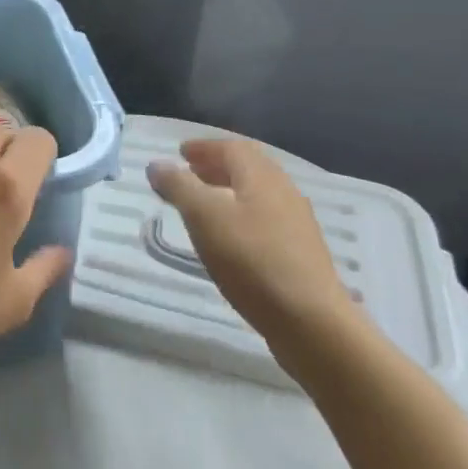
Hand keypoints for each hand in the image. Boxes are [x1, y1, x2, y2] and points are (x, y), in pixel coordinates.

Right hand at [147, 140, 360, 357]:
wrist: (310, 321)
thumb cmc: (252, 260)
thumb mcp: (205, 218)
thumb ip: (179, 186)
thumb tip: (157, 164)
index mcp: (262, 177)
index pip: (232, 147)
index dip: (204, 147)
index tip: (180, 153)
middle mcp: (283, 192)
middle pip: (248, 168)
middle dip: (216, 167)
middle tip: (188, 174)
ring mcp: (296, 224)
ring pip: (257, 195)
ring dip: (228, 191)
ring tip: (202, 206)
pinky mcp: (299, 253)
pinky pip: (264, 219)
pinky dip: (240, 216)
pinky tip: (228, 239)